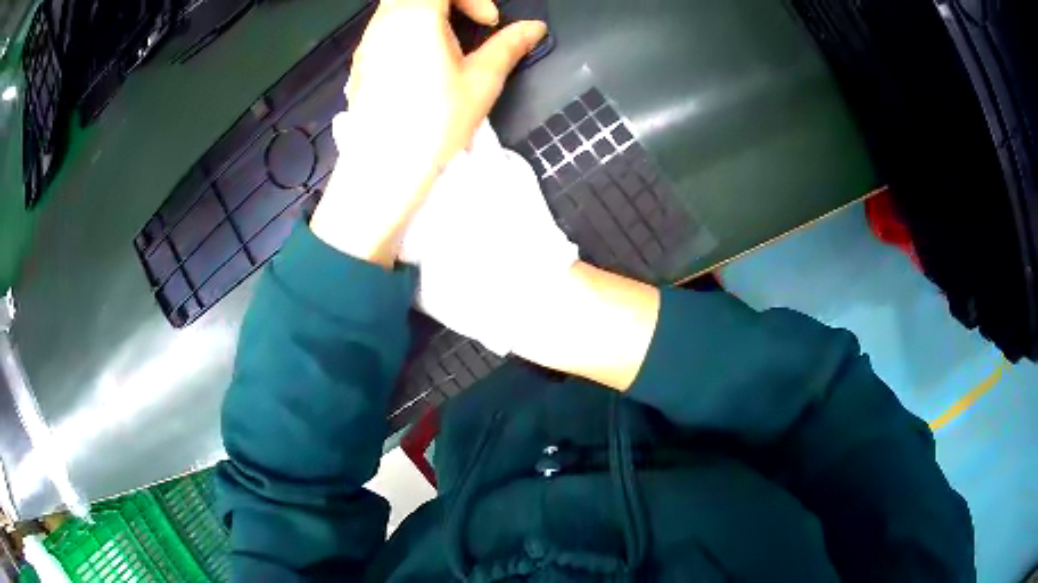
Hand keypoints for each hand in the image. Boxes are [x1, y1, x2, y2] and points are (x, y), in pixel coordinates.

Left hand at [310, 0, 548, 266]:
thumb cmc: (436, 122)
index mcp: (414, 17)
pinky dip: (410, 31)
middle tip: (472, 26)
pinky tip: (423, 65)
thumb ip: (509, 45)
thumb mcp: (481, 81)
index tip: (490, 23)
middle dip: (452, 3)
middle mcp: (383, 23)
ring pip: (399, 8)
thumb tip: (534, 28)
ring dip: (430, 15)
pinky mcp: (360, 64)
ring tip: (450, 48)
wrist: (384, 169)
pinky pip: (386, 29)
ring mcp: (367, 44)